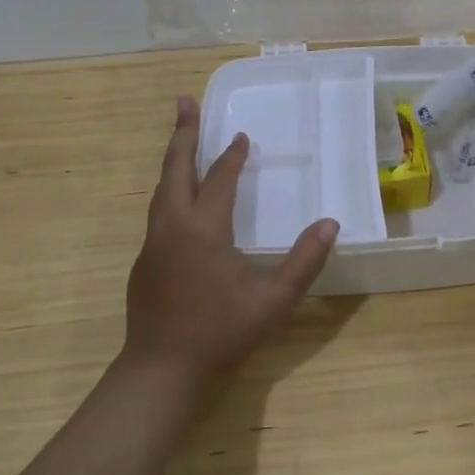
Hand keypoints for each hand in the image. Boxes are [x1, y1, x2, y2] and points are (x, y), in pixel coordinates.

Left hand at [123, 96, 338, 386]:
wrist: (161, 372)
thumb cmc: (221, 333)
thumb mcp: (274, 300)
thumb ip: (304, 261)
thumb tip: (331, 224)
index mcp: (203, 229)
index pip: (219, 180)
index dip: (231, 156)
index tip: (241, 136)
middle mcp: (172, 227)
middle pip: (175, 169)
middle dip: (182, 134)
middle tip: (184, 102)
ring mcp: (153, 245)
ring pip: (161, 191)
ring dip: (173, 162)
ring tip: (182, 143)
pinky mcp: (144, 264)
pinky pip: (158, 214)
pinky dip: (170, 192)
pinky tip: (180, 204)